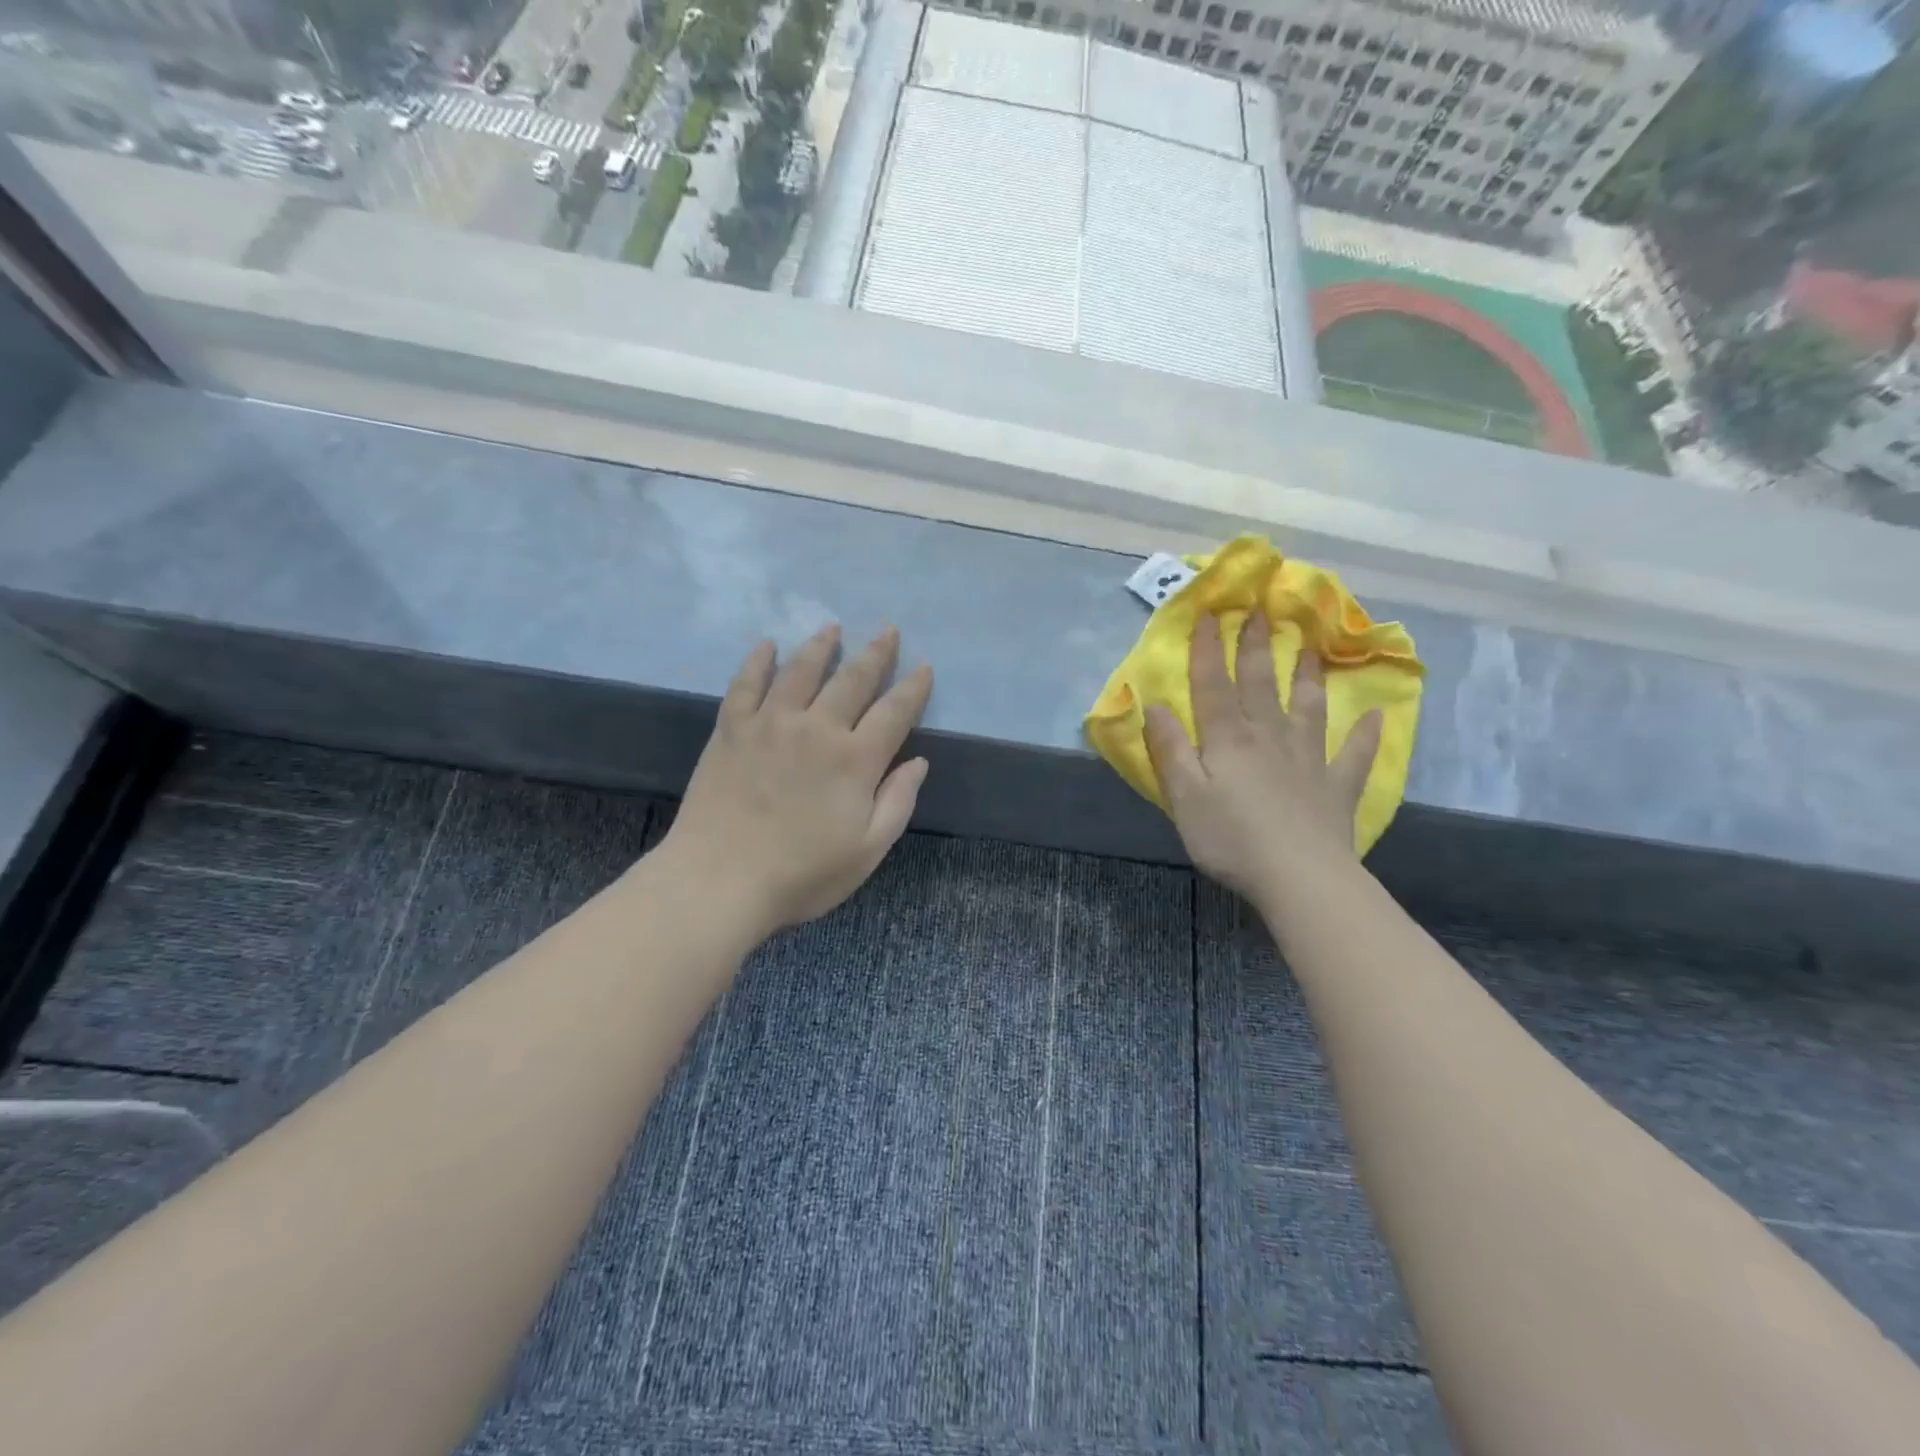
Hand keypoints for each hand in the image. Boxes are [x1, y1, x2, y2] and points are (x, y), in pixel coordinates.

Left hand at [659, 625, 932, 937]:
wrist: (720, 881)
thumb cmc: (802, 874)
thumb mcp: (867, 850)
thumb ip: (897, 802)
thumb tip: (918, 762)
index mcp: (855, 760)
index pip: (895, 712)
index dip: (913, 688)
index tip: (924, 665)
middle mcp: (817, 729)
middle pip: (853, 680)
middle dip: (875, 653)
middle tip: (887, 630)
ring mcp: (770, 724)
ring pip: (802, 671)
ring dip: (821, 646)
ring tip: (832, 627)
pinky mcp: (732, 729)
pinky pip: (746, 683)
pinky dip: (758, 661)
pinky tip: (767, 646)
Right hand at [1144, 613, 1380, 906]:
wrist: (1299, 877)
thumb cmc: (1231, 838)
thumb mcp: (1184, 797)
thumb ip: (1170, 750)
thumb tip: (1156, 706)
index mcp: (1228, 740)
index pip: (1213, 685)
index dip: (1207, 650)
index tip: (1208, 613)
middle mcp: (1269, 738)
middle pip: (1260, 685)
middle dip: (1256, 647)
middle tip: (1261, 612)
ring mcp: (1308, 760)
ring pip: (1307, 709)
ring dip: (1307, 678)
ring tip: (1311, 650)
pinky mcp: (1336, 788)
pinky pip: (1353, 755)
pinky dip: (1364, 734)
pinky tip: (1375, 716)